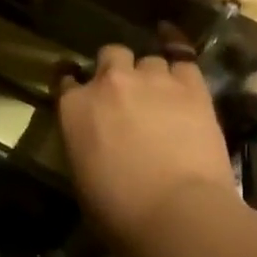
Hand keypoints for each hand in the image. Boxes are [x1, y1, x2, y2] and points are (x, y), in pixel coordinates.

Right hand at [55, 34, 236, 256]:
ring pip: (146, 58)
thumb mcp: (83, 177)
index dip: (73, 82)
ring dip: (148, 73)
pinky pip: (181, 52)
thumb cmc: (119, 212)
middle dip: (115, 71)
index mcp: (74, 108)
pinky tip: (174, 44)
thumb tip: (97, 141)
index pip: (65, 79)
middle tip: (125, 96)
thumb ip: (85, 144)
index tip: (80, 89)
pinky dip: (176, 47)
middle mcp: (108, 83)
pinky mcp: (191, 85)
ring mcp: (151, 79)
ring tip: (158, 92)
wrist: (175, 213)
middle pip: (110, 56)